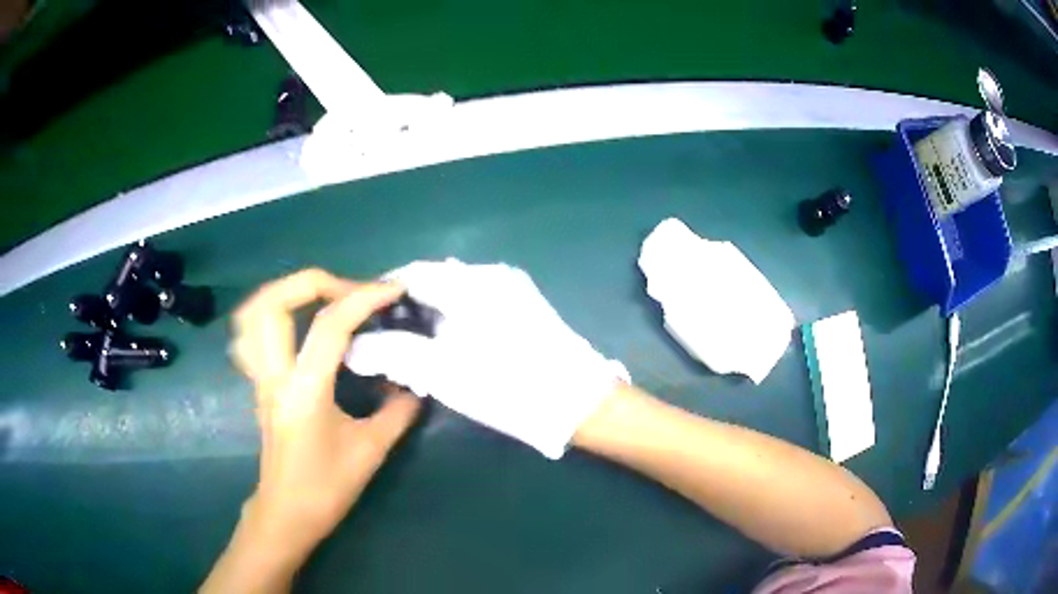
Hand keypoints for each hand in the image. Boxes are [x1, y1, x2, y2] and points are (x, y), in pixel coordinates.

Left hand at [202, 269, 420, 593]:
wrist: (287, 513)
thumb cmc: (327, 487)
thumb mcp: (371, 451)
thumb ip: (398, 411)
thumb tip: (414, 382)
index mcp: (304, 391)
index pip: (329, 327)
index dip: (363, 298)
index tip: (394, 291)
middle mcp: (273, 375)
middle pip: (272, 302)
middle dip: (313, 282)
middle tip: (349, 291)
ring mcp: (259, 377)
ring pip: (252, 313)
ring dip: (286, 291)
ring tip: (321, 297)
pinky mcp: (258, 382)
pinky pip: (250, 333)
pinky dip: (271, 314)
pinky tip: (295, 322)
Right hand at [347, 259, 627, 458]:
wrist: (579, 405)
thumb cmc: (507, 385)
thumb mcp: (442, 371)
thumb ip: (392, 352)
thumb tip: (355, 346)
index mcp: (471, 282)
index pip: (411, 273)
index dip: (380, 295)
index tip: (361, 323)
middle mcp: (491, 276)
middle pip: (431, 285)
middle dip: (404, 314)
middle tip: (386, 347)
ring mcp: (511, 292)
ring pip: (452, 299)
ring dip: (428, 323)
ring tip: (412, 356)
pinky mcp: (522, 311)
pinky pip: (474, 310)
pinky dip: (452, 327)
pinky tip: (446, 356)